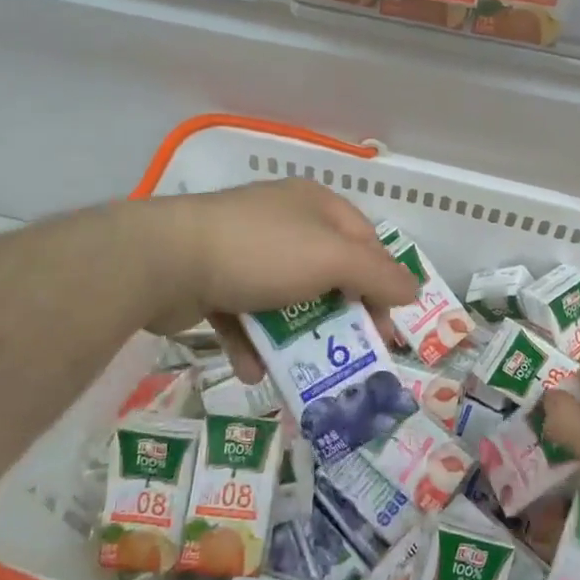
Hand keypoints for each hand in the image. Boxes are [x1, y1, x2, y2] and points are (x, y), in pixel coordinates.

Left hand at [137, 179, 417, 380]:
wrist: (165, 260)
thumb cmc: (261, 252)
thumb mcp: (331, 259)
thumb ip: (377, 275)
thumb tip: (414, 289)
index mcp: (316, 206)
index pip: (365, 242)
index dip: (382, 284)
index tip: (388, 330)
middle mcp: (284, 222)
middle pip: (327, 274)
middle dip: (339, 317)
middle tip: (352, 357)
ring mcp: (245, 251)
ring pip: (285, 299)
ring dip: (295, 338)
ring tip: (301, 373)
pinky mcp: (213, 280)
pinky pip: (245, 315)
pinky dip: (253, 343)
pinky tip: (253, 369)